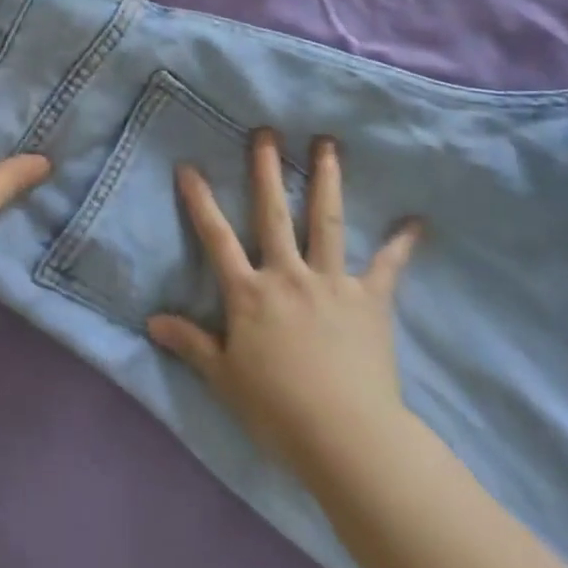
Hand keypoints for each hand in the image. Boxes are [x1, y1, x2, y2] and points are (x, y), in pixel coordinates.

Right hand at [147, 130, 422, 480]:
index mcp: (249, 293)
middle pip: (273, 213)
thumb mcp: (223, 378)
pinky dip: (401, 244)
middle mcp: (287, 275)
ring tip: (327, 144)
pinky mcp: (369, 300)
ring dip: (326, 180)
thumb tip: (151, 321)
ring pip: (325, 221)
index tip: (189, 166)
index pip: (216, 237)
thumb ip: (190, 343)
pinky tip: (416, 222)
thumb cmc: (277, 409)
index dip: (200, 201)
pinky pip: (387, 267)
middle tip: (266, 132)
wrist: (344, 435)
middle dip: (267, 170)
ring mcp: (331, 283)